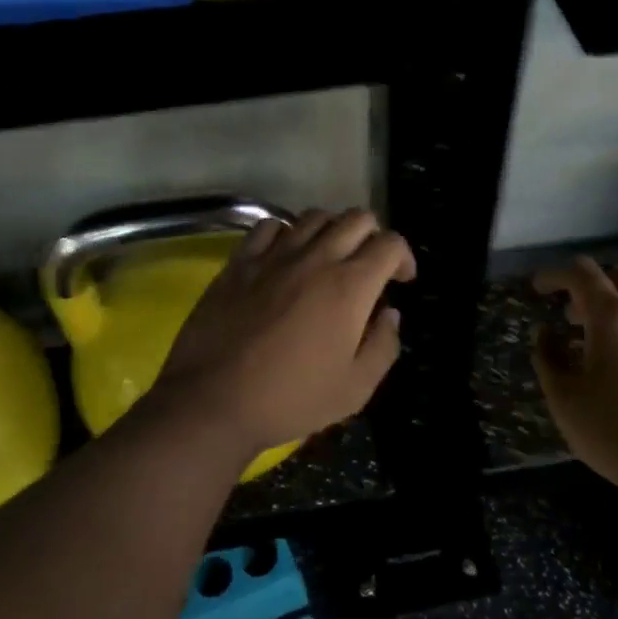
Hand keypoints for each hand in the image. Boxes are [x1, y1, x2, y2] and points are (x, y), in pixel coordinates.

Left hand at [151, 209, 415, 462]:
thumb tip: (390, 314)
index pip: (390, 243)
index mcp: (350, 286)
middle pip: (356, 219)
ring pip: (314, 216)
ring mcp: (274, 256)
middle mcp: (316, 259)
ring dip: (333, 230)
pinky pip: (269, 226)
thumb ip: (383, 346)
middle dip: (374, 236)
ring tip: (330, 257)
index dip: (404, 256)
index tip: (401, 280)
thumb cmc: (291, 399)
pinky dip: (287, 233)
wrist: (213, 401)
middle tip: (369, 266)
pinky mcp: (240, 262)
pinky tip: (285, 255)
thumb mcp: (355, 388)